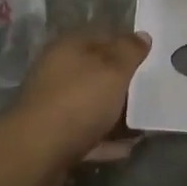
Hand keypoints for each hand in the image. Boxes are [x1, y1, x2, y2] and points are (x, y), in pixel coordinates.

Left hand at [12, 28, 150, 168]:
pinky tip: (126, 148)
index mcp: (69, 46)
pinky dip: (105, 138)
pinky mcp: (53, 134)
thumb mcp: (113, 70)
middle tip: (149, 89)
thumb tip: (142, 35)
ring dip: (114, 112)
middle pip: (95, 70)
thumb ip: (130, 52)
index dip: (127, 44)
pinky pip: (86, 132)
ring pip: (91, 102)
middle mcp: (58, 70)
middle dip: (121, 80)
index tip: (149, 58)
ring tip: (143, 121)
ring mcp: (53, 104)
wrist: (36, 151)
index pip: (103, 34)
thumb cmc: (79, 100)